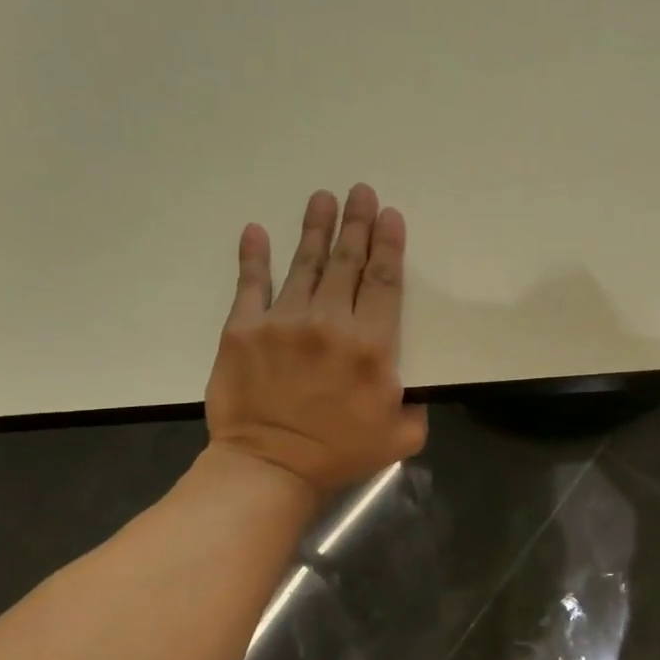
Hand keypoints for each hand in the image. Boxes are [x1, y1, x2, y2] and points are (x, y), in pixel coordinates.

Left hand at [205, 184, 427, 498]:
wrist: (269, 468)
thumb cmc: (339, 454)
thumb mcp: (401, 437)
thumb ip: (416, 406)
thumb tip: (410, 386)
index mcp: (371, 346)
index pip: (383, 282)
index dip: (389, 245)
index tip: (389, 214)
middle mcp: (329, 323)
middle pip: (348, 262)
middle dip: (357, 223)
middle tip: (361, 191)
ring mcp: (282, 322)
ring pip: (305, 264)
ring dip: (316, 229)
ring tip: (322, 198)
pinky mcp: (243, 330)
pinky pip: (250, 284)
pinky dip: (254, 256)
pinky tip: (257, 231)